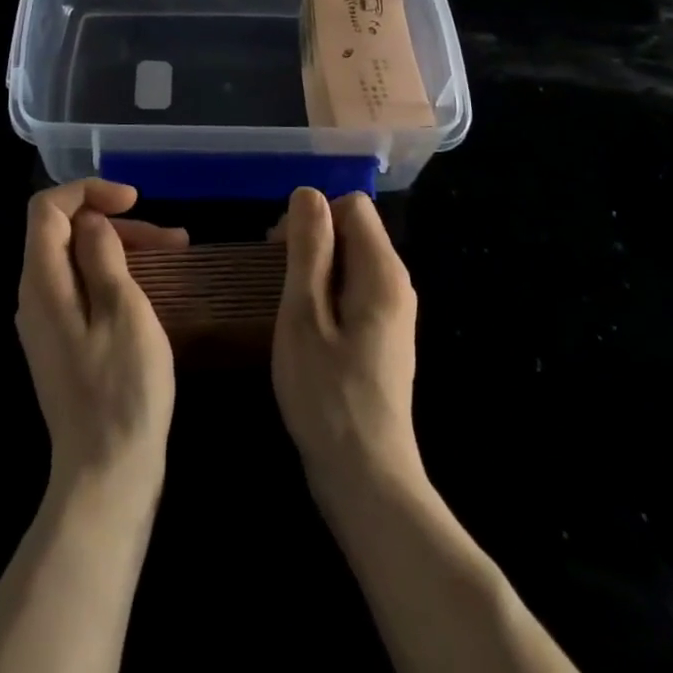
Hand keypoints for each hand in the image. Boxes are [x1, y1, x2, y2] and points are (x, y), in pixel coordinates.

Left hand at [15, 180, 186, 494]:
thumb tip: (92, 221)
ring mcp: (48, 322)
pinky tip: (153, 285)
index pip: (47, 207)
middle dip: (116, 223)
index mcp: (42, 281)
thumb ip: (102, 255)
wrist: (107, 475)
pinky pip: (84, 288)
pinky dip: (116, 275)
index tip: (133, 201)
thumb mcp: (123, 310)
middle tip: (170, 237)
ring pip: (79, 259)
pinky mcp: (64, 342)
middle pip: (65, 232)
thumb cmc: (122, 389)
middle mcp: (35, 296)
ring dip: (124, 248)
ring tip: (176, 252)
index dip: (89, 191)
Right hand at [271, 188, 423, 501]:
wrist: (367, 480)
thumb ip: (308, 248)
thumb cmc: (328, 394)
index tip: (280, 250)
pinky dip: (326, 293)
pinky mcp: (384, 338)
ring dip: (315, 268)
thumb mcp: (304, 314)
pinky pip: (354, 290)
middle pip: (354, 229)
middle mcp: (396, 284)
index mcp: (382, 271)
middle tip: (276, 279)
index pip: (352, 204)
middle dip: (312, 240)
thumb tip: (308, 192)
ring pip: (351, 260)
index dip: (313, 215)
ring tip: (285, 304)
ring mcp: (393, 313)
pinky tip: (304, 327)